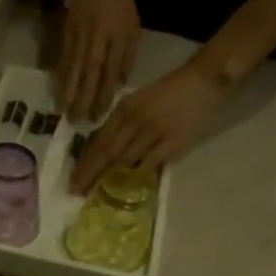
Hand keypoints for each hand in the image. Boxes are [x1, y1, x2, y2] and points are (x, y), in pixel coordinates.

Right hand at [56, 0, 140, 121]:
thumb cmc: (121, 4)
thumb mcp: (133, 28)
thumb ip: (127, 58)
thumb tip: (119, 84)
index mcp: (117, 39)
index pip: (110, 73)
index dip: (104, 96)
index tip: (98, 115)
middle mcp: (98, 40)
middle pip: (90, 74)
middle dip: (83, 98)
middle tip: (77, 120)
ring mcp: (80, 36)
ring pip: (74, 68)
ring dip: (67, 91)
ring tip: (62, 110)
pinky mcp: (67, 32)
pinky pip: (63, 58)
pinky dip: (59, 75)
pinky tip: (56, 90)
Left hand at [70, 60, 230, 194]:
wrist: (202, 81)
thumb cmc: (166, 93)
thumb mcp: (136, 102)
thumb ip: (119, 124)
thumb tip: (99, 150)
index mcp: (124, 109)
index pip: (100, 141)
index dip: (86, 162)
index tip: (74, 179)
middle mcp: (135, 120)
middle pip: (108, 153)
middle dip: (91, 174)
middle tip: (77, 191)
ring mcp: (154, 131)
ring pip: (126, 160)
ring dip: (110, 179)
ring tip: (96, 194)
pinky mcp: (173, 142)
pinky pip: (150, 163)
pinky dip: (137, 176)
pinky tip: (125, 189)